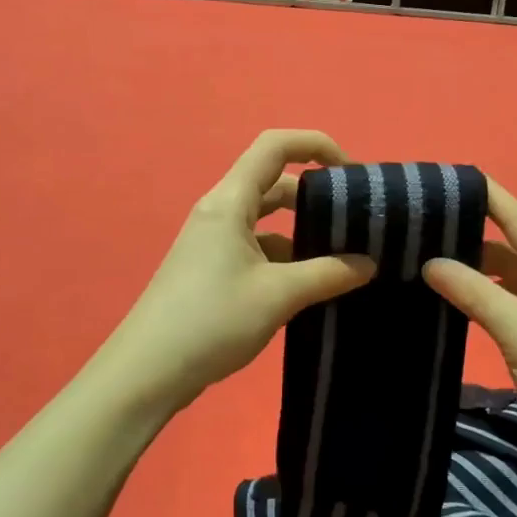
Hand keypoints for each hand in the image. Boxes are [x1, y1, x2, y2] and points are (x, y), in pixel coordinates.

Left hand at [107, 130, 375, 413]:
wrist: (147, 371)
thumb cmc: (212, 321)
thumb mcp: (278, 295)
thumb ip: (328, 274)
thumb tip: (368, 263)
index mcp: (230, 202)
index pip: (275, 146)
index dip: (316, 145)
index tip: (351, 174)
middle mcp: (219, 213)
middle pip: (273, 183)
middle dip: (315, 196)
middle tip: (354, 223)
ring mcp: (212, 243)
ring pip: (266, 222)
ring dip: (301, 233)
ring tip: (340, 260)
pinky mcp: (211, 270)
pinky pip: (256, 249)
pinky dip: (285, 259)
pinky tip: (308, 288)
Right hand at [423, 182, 516, 484]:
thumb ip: (475, 293)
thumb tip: (431, 263)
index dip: (489, 199)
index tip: (452, 177)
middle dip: (475, 239)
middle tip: (424, 227)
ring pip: (516, 279)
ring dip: (480, 272)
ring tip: (430, 257)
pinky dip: (490, 299)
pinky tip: (457, 296)